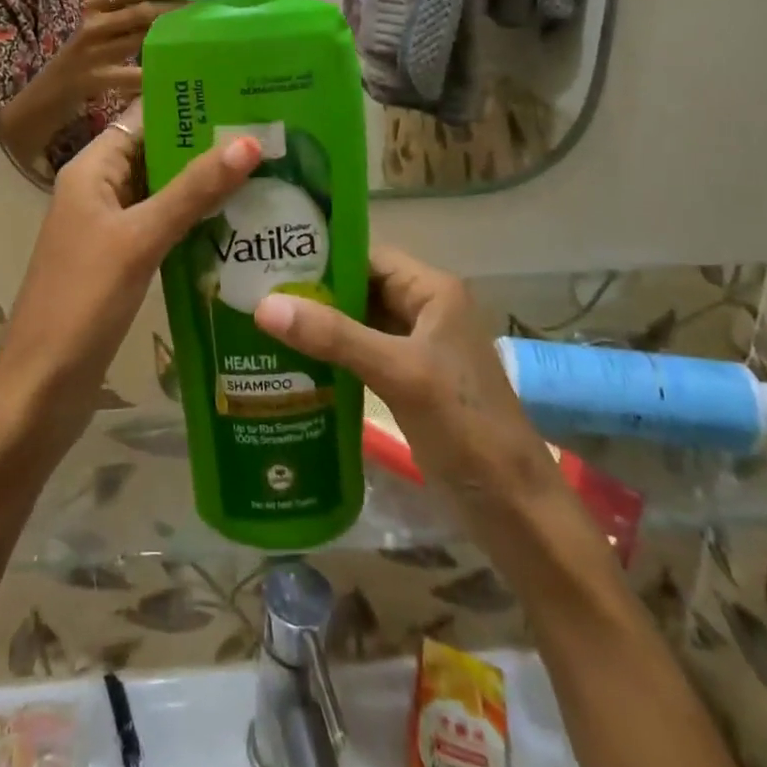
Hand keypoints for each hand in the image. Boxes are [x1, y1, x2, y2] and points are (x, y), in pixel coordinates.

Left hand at [0, 100, 263, 454]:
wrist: (42, 388)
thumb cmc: (82, 302)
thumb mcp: (140, 239)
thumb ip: (192, 191)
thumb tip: (248, 142)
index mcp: (91, 170)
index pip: (144, 118)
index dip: (189, 105)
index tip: (246, 97)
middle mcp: (99, 191)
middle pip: (157, 154)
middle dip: (207, 147)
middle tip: (272, 138)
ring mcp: (110, 229)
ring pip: (164, 194)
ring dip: (206, 187)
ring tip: (270, 175)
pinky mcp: (122, 263)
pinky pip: (163, 229)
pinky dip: (196, 224)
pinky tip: (241, 227)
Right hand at [40, 0, 194, 107]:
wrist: (44, 96)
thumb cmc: (82, 61)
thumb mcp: (100, 34)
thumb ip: (127, 20)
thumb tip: (171, 9)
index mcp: (95, 7)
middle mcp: (92, 24)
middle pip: (139, 11)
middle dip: (173, 9)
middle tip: (204, 9)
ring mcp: (90, 52)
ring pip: (137, 38)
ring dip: (169, 38)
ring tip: (197, 37)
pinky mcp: (90, 78)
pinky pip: (128, 75)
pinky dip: (150, 75)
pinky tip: (170, 76)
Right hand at [255, 244, 565, 519]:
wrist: (514, 510)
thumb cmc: (465, 426)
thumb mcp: (399, 373)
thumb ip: (334, 336)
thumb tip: (264, 305)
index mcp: (433, 291)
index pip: (366, 256)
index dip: (320, 256)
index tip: (268, 260)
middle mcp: (423, 310)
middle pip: (358, 288)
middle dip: (311, 292)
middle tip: (252, 292)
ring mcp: (414, 349)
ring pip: (355, 323)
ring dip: (316, 325)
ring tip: (258, 322)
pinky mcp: (405, 382)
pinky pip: (358, 355)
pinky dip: (328, 355)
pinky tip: (288, 362)